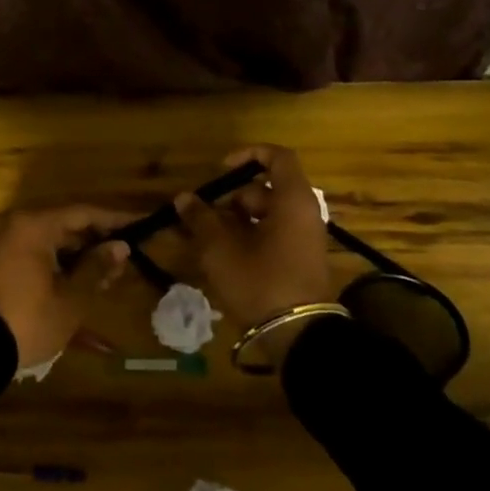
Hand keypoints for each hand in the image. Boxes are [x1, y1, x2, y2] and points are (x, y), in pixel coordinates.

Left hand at [0, 205, 132, 368]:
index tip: (141, 224)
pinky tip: (82, 288)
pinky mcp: (3, 268)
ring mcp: (9, 248)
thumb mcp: (71, 298)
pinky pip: (40, 260)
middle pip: (68, 228)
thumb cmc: (29, 319)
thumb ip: (97, 268)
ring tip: (109, 279)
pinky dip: (61, 271)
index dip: (115, 220)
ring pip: (54, 246)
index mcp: (36, 227)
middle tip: (126, 260)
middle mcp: (20, 229)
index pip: (84, 213)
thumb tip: (121, 246)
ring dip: (81, 260)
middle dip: (98, 244)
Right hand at [176, 145, 332, 331]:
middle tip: (206, 215)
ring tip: (210, 239)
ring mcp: (306, 238)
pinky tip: (227, 256)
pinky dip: (251, 236)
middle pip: (267, 189)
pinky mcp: (302, 260)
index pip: (277, 156)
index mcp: (292, 200)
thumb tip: (183, 198)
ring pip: (268, 214)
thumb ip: (200, 218)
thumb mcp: (221, 249)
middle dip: (233, 197)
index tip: (221, 169)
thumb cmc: (261, 281)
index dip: (248, 154)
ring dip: (238, 220)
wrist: (299, 336)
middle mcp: (305, 213)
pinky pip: (275, 234)